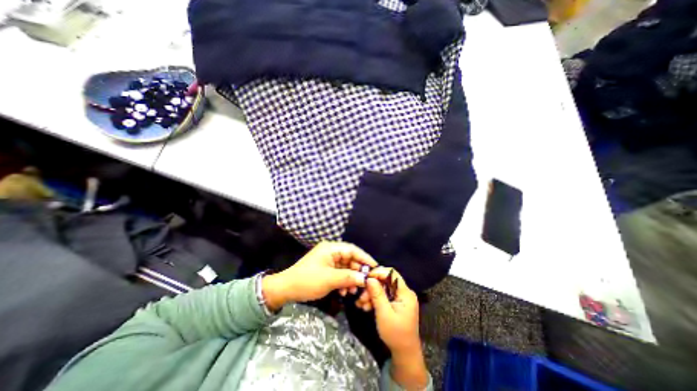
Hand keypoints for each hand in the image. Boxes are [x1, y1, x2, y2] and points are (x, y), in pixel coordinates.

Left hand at [265, 241, 378, 311]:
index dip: (365, 258)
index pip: (352, 250)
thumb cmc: (308, 281)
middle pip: (350, 259)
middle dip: (358, 271)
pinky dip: (344, 281)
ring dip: (351, 278)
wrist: (286, 289)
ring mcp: (328, 260)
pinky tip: (345, 291)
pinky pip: (339, 273)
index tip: (375, 267)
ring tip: (353, 290)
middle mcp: (331, 252)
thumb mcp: (330, 280)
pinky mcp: (326, 269)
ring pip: (345, 267)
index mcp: (331, 248)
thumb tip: (365, 279)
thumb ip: (349, 277)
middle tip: (366, 282)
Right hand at [367, 268, 427, 390]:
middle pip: (386, 281)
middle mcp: (404, 292)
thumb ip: (377, 294)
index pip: (392, 273)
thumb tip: (369, 278)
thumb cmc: (395, 334)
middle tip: (361, 296)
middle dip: (372, 287)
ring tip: (361, 304)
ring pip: (383, 288)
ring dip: (371, 294)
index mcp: (405, 293)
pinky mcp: (396, 303)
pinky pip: (384, 295)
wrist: (404, 353)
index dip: (379, 272)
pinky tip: (366, 306)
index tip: (366, 277)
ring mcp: (401, 297)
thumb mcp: (384, 313)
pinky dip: (375, 299)